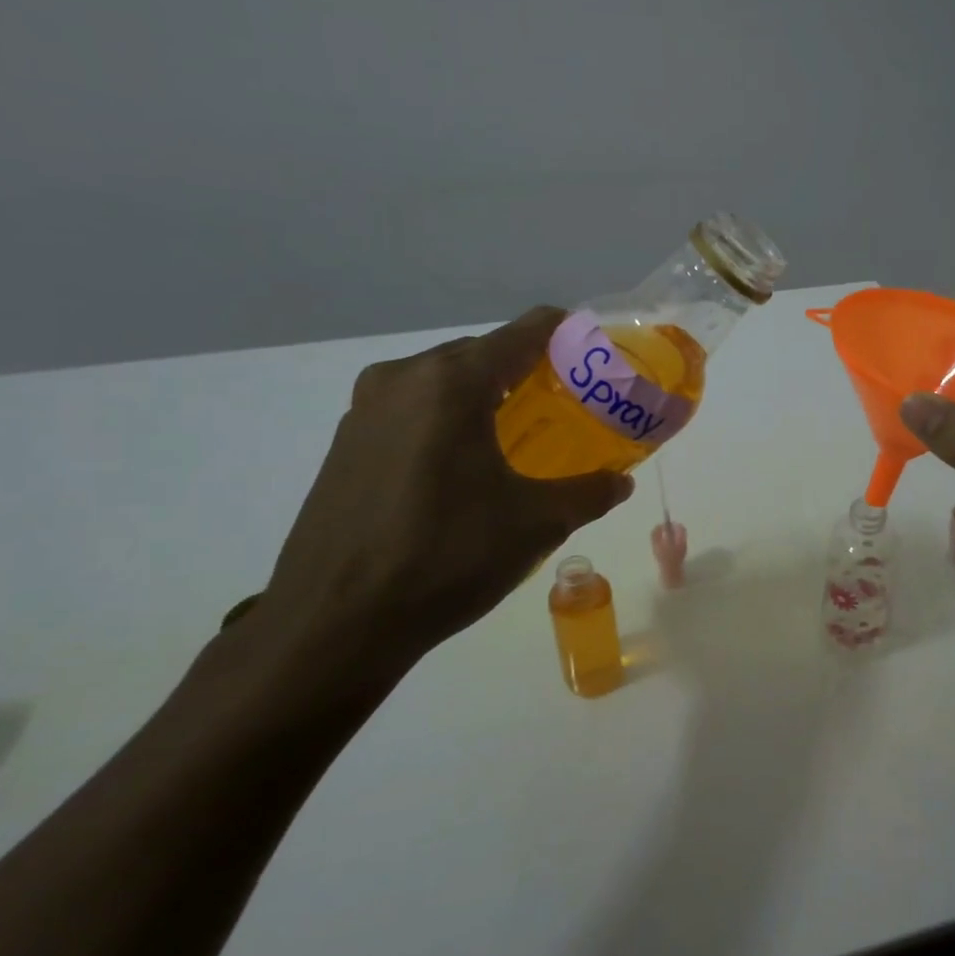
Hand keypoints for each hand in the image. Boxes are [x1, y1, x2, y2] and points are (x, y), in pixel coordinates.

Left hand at [232, 308, 633, 694]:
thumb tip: (620, 482)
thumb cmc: (446, 558)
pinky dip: (449, 419)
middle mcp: (404, 377)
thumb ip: (589, 492)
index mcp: (453, 382)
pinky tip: (466, 466)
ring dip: (486, 396)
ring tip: (521, 436)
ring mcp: (366, 408)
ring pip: (445, 381)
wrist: (334, 624)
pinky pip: (413, 409)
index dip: (570, 335)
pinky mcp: (346, 442)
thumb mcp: (535, 524)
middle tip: (568, 405)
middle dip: (529, 371)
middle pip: (484, 352)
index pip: (527, 331)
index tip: (599, 358)